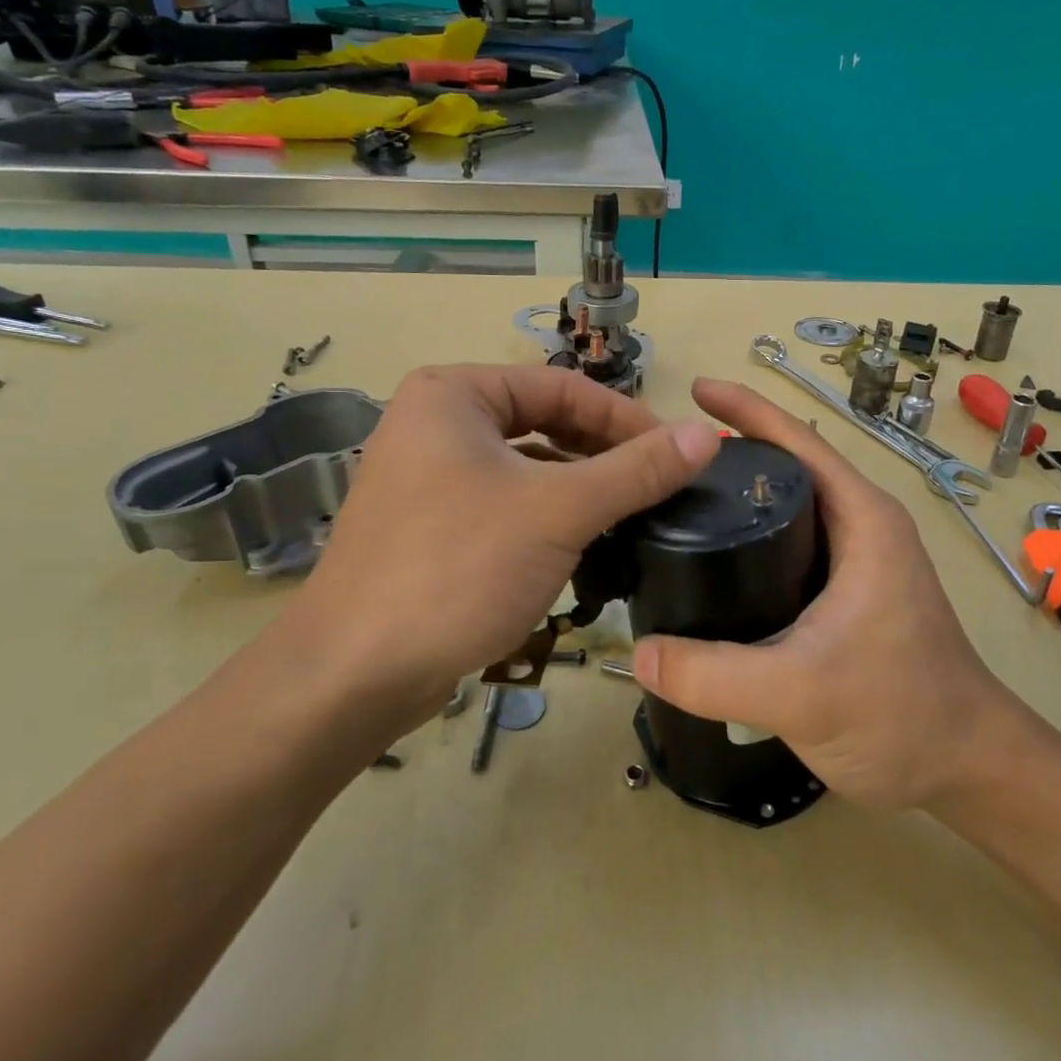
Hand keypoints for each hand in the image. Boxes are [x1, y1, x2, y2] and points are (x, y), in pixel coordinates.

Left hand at [271, 365, 721, 719]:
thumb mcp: (559, 512)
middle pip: (544, 421)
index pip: (563, 387)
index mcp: (454, 393)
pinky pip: (505, 499)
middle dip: (604, 453)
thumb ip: (637, 470)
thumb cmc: (457, 569)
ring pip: (527, 464)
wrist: (353, 674)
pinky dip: (548, 513)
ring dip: (581, 485)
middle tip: (660, 486)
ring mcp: (428, 473)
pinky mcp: (430, 521)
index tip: (679, 453)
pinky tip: (584, 541)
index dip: (627, 418)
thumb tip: (707, 434)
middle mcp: (435, 421)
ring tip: (633, 514)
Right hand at [632, 379, 1050, 809]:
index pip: (799, 442)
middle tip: (666, 459)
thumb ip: (714, 676)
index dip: (747, 410)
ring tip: (676, 501)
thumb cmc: (901, 715)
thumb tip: (639, 654)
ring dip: (741, 496)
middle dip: (731, 452)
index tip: (695, 391)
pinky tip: (712, 561)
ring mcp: (858, 561)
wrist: (967, 765)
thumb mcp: (800, 692)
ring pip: (788, 509)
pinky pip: (788, 548)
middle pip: (788, 468)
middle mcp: (862, 527)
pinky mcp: (847, 594)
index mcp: (863, 520)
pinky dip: (751, 539)